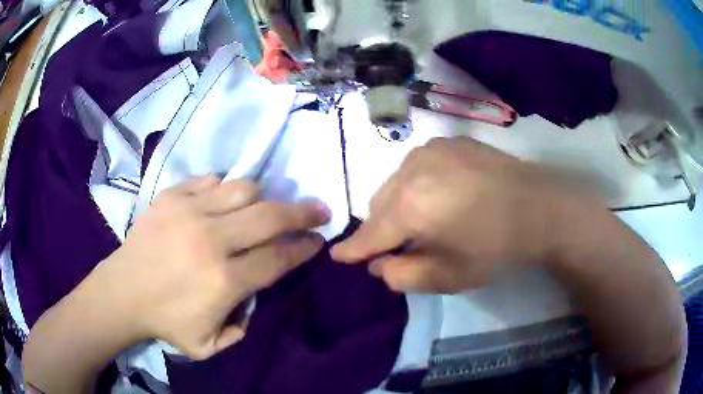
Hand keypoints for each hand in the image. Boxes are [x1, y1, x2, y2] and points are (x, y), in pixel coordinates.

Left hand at [94, 176, 329, 358]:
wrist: (122, 292)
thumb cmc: (165, 322)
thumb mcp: (210, 345)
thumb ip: (242, 326)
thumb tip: (254, 296)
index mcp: (224, 281)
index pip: (279, 257)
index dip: (304, 247)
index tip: (319, 240)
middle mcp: (211, 240)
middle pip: (270, 216)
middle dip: (302, 212)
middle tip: (317, 210)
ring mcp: (189, 211)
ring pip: (244, 189)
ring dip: (261, 199)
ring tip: (260, 209)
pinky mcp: (171, 196)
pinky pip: (211, 181)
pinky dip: (224, 190)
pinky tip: (221, 203)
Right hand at [332, 137, 578, 293]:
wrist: (538, 206)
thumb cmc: (495, 247)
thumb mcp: (449, 276)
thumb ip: (404, 275)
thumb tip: (378, 264)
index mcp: (410, 207)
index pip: (370, 234)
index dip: (352, 249)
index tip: (338, 255)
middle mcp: (411, 170)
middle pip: (378, 205)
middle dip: (382, 227)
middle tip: (403, 243)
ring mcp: (429, 150)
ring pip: (395, 182)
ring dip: (399, 204)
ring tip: (425, 217)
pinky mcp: (447, 141)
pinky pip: (416, 167)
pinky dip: (417, 184)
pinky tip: (442, 194)